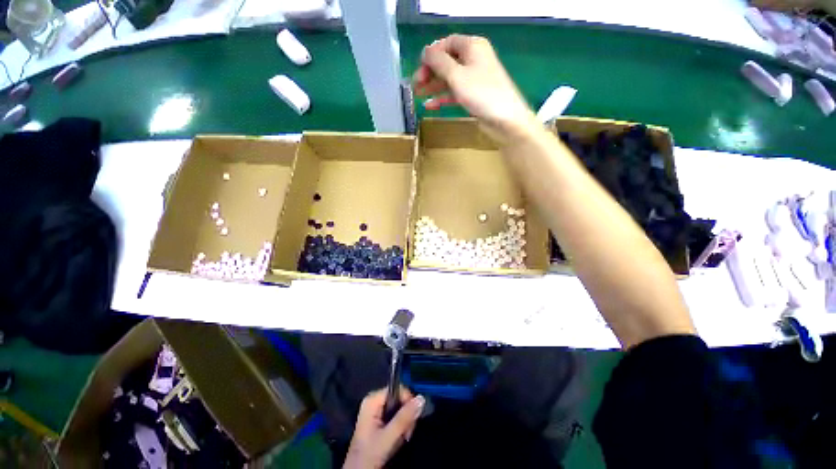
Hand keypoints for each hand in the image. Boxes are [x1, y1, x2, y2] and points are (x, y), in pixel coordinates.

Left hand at [343, 387, 424, 468]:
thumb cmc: (369, 455)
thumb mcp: (388, 437)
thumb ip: (404, 418)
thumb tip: (421, 398)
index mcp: (372, 400)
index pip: (398, 388)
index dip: (408, 401)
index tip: (413, 419)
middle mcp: (374, 401)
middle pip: (399, 398)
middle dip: (406, 415)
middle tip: (407, 432)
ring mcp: (376, 410)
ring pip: (400, 408)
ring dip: (405, 423)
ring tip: (404, 437)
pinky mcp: (379, 419)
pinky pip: (396, 415)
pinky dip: (401, 426)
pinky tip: (400, 437)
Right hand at [412, 35, 538, 141]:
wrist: (505, 119)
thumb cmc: (481, 93)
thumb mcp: (457, 75)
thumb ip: (439, 62)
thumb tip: (425, 51)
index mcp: (472, 47)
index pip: (447, 43)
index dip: (432, 54)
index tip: (419, 68)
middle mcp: (474, 59)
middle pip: (447, 62)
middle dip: (430, 72)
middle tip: (416, 85)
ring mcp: (474, 79)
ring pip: (449, 79)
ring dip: (434, 86)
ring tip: (418, 95)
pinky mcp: (474, 96)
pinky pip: (455, 93)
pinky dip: (443, 98)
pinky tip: (430, 106)